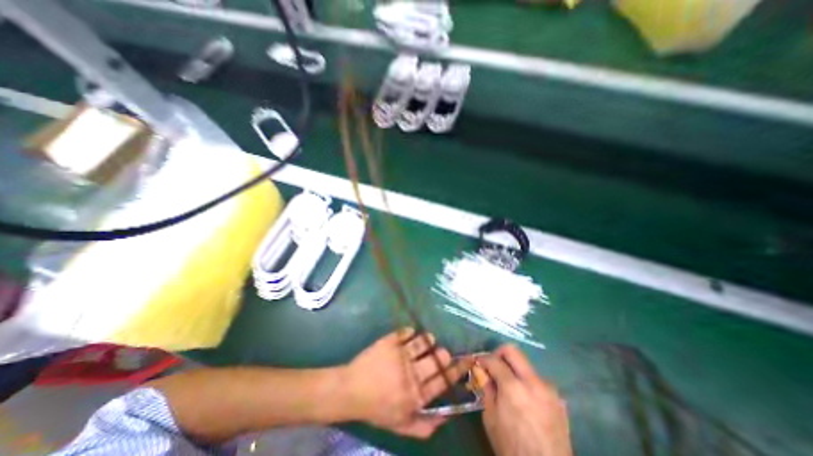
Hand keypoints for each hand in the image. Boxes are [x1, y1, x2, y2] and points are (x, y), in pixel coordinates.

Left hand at [340, 328, 469, 437]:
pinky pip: (406, 332)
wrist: (350, 390)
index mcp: (416, 395)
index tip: (465, 361)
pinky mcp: (389, 341)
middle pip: (437, 359)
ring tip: (427, 341)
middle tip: (441, 353)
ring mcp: (400, 355)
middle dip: (443, 355)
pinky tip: (409, 335)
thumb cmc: (377, 408)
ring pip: (424, 342)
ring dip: (428, 340)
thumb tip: (447, 416)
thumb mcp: (401, 425)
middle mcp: (411, 374)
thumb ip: (425, 425)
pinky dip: (410, 332)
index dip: (456, 370)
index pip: (443, 380)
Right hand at [479, 346, 573, 455]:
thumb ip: (487, 389)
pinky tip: (525, 399)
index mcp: (513, 388)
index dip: (483, 359)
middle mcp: (533, 382)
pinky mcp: (559, 399)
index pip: (494, 360)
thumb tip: (484, 372)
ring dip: (515, 370)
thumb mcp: (491, 419)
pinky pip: (538, 381)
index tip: (478, 364)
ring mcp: (549, 389)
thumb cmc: (513, 448)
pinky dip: (527, 383)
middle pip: (513, 351)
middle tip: (493, 365)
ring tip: (510, 387)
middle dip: (499, 353)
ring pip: (526, 366)